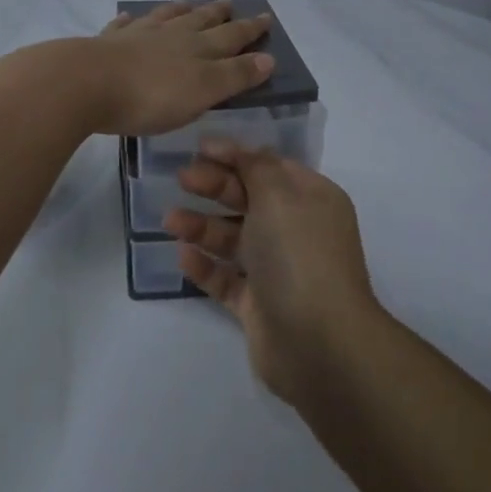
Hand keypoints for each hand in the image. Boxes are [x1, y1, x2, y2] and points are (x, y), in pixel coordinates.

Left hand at [81, 0, 275, 136]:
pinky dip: (129, 21)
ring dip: (178, 10)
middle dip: (218, 14)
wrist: (86, 84)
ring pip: (164, 18)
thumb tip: (268, 58)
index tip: (265, 16)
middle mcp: (170, 36)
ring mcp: (136, 36)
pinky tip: (128, 18)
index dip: (250, 29)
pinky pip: (122, 26)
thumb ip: (235, 75)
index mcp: (197, 49)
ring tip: (188, 3)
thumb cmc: (151, 95)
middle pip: (199, 21)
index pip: (232, 37)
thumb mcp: (203, 91)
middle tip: (229, 3)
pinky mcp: (106, 44)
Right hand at [163, 140, 383, 402]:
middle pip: (250, 200)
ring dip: (203, 226)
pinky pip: (227, 278)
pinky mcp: (259, 306)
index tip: (199, 148)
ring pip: (234, 239)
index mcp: (312, 200)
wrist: (319, 343)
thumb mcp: (279, 196)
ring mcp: (278, 271)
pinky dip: (206, 266)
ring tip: (170, 220)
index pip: (270, 167)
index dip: (236, 155)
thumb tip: (248, 152)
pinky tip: (183, 256)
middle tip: (182, 179)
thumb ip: (257, 168)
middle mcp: (297, 231)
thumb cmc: (299, 256)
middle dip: (216, 187)